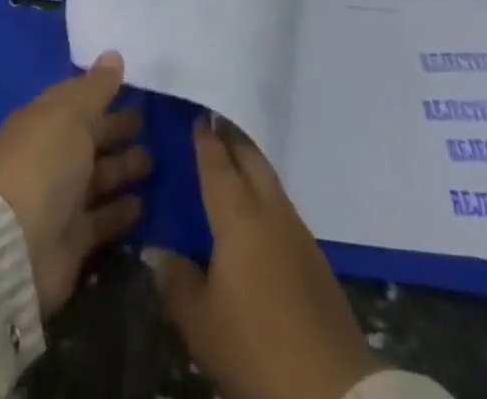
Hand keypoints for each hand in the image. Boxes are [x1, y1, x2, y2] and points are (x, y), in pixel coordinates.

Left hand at [0, 51, 150, 316]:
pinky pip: (101, 217)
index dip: (100, 92)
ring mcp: (59, 199)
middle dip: (115, 128)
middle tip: (147, 122)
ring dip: (122, 167)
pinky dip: (120, 210)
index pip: (74, 100)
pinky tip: (143, 203)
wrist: (18, 249)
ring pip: (97, 176)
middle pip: (87, 137)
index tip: (131, 86)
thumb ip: (96, 87)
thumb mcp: (71, 114)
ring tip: (152, 161)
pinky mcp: (72, 238)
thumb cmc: (44, 166)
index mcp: (40, 122)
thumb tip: (114, 55)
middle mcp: (48, 157)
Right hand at [151, 118, 381, 398]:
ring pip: (270, 180)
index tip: (199, 116)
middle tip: (216, 124)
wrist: (328, 387)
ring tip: (235, 159)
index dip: (207, 141)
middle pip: (251, 160)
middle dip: (233, 139)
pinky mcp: (314, 256)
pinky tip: (258, 209)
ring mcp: (297, 230)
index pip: (219, 166)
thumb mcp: (200, 322)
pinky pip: (283, 205)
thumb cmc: (253, 346)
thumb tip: (158, 253)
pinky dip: (266, 192)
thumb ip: (176, 282)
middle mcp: (270, 210)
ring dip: (252, 163)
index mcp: (238, 216)